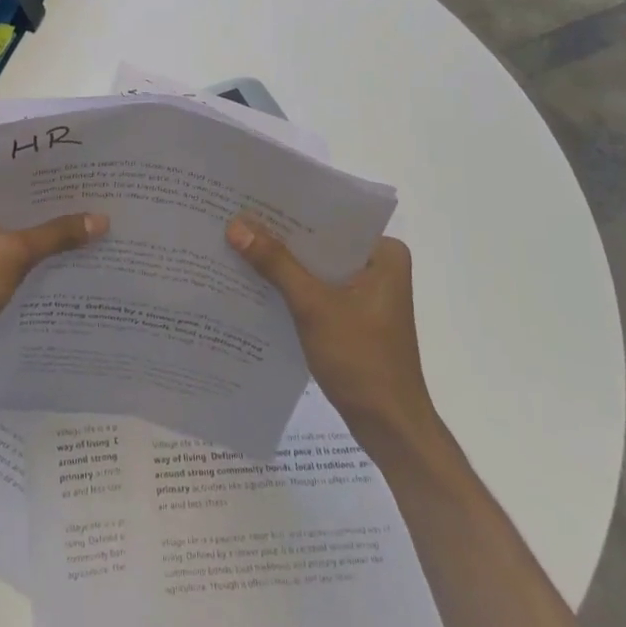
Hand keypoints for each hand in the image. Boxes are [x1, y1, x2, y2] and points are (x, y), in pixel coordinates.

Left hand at [0, 170, 106, 371]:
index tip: (97, 178)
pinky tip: (65, 261)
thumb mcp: (13, 255)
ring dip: (48, 232)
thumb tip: (102, 219)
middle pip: (23, 198)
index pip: (24, 169)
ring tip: (94, 232)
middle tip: (105, 205)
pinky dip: (33, 252)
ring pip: (18, 224)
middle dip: (60, 206)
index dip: (60, 175)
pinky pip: (9, 246)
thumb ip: (57, 234)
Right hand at [226, 219, 435, 444]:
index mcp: (385, 253)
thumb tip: (236, 225)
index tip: (250, 198)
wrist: (390, 428)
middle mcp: (380, 265)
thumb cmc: (361, 360)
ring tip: (237, 243)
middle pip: (321, 242)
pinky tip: (256, 282)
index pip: (331, 218)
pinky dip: (292, 287)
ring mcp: (368, 293)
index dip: (290, 210)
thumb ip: (276, 264)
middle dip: (282, 236)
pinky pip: (318, 289)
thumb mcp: (313, 306)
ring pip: (317, 267)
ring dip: (283, 263)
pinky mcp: (354, 316)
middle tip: (235, 218)